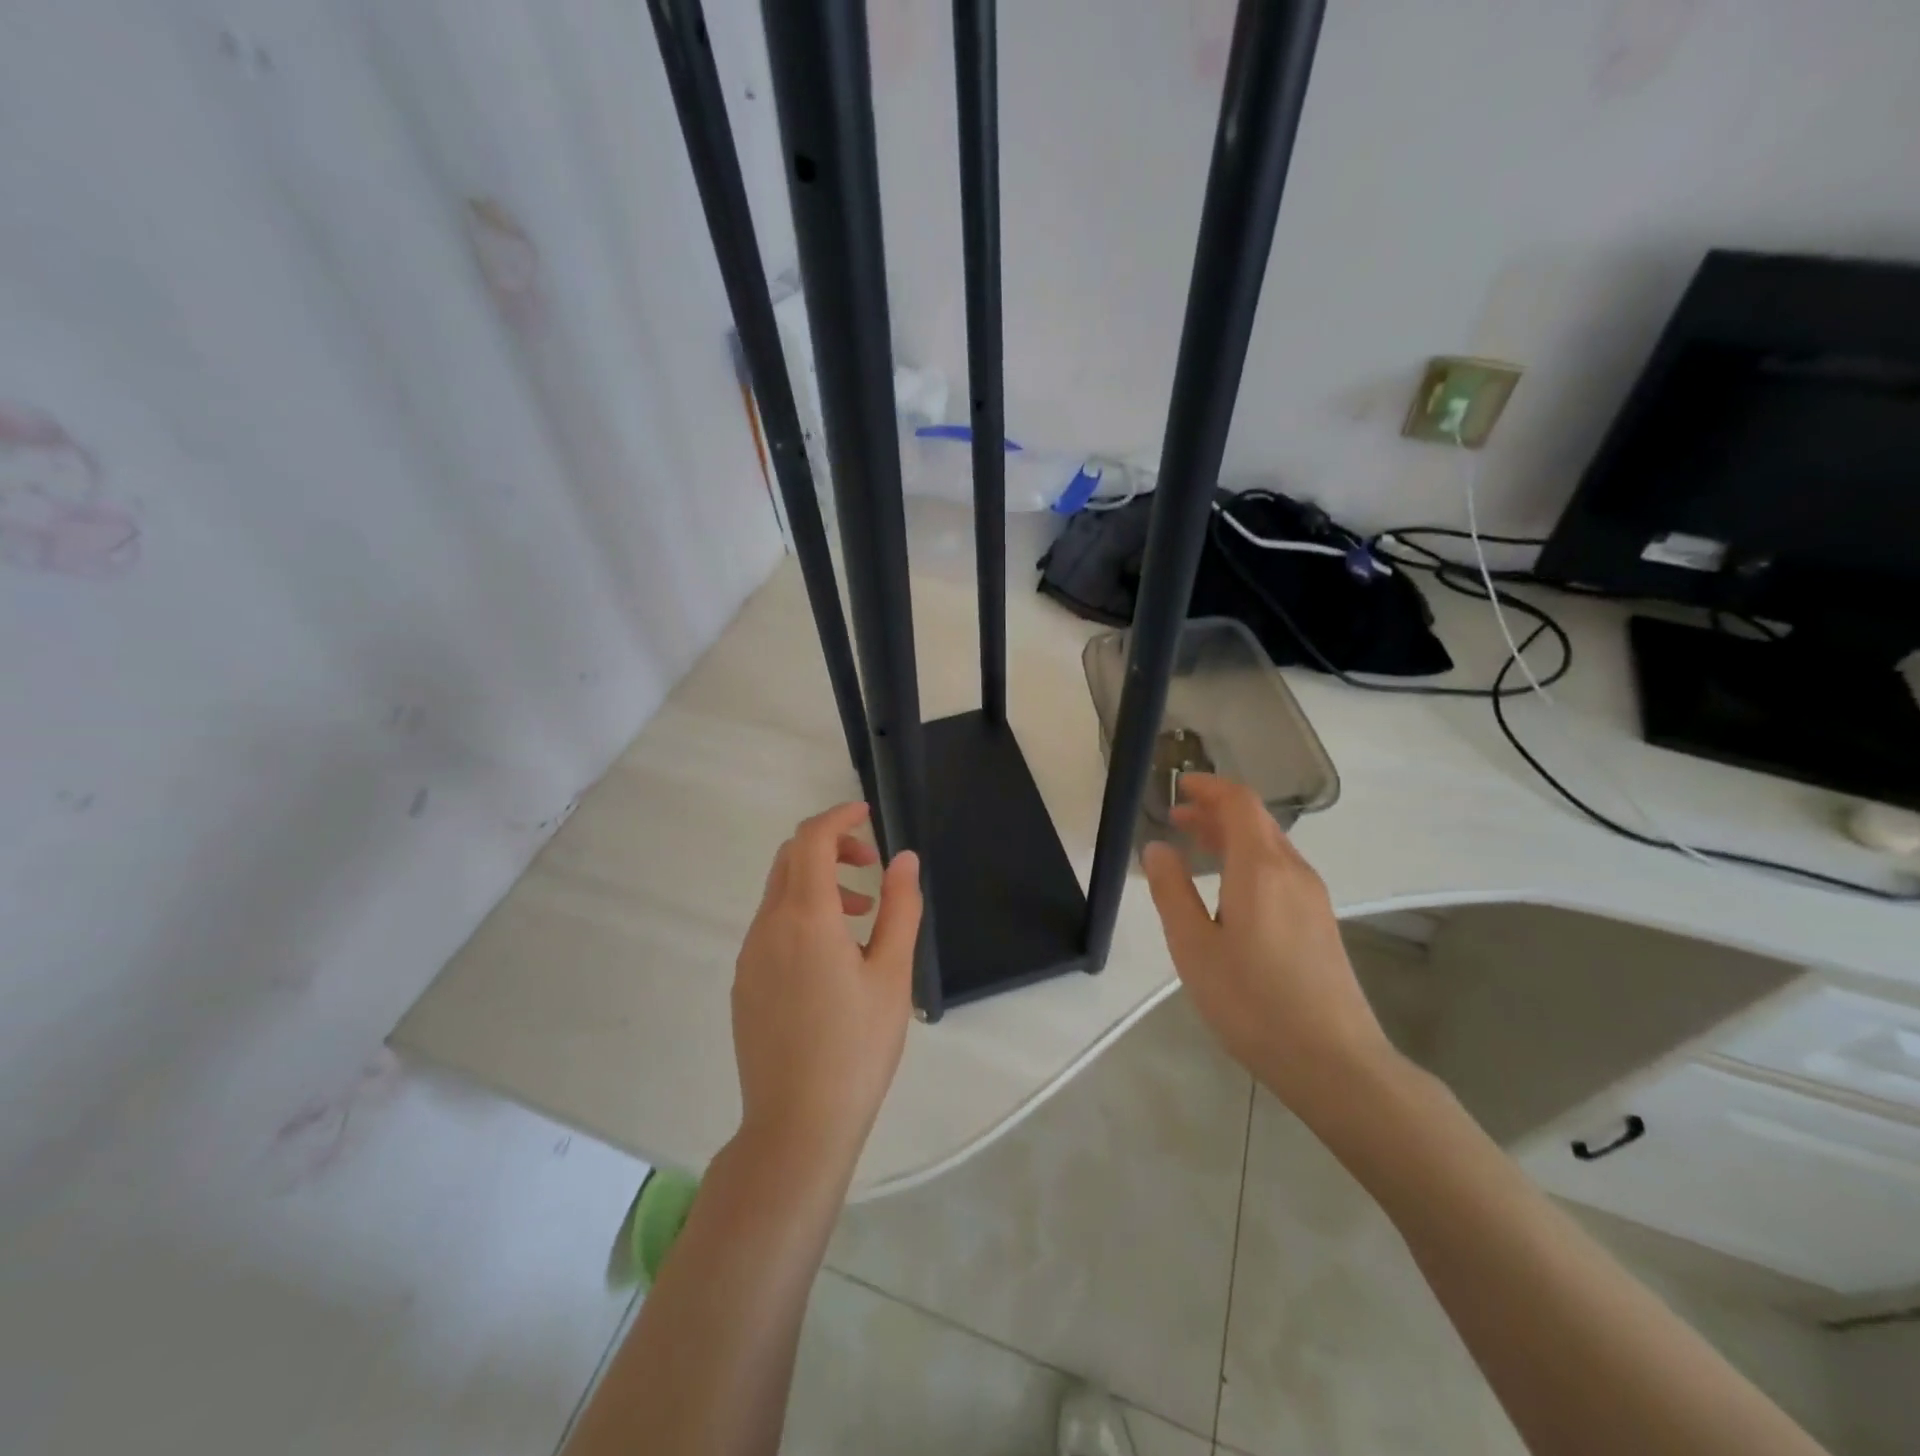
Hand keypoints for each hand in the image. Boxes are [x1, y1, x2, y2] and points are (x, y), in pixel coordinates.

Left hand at [731, 802, 923, 1181]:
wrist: (797, 1125)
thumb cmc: (856, 1047)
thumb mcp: (893, 975)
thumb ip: (900, 908)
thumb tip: (904, 859)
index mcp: (806, 917)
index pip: (813, 840)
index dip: (839, 817)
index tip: (868, 814)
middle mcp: (768, 926)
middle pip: (790, 858)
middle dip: (830, 846)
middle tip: (871, 866)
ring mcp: (749, 955)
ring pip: (779, 892)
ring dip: (817, 882)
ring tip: (860, 913)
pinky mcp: (744, 982)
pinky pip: (770, 925)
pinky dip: (801, 913)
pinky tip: (830, 954)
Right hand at [1141, 774, 1392, 1110]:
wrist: (1334, 1061)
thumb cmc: (1253, 1002)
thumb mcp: (1194, 948)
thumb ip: (1172, 892)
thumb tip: (1158, 848)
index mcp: (1260, 868)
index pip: (1239, 803)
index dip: (1209, 787)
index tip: (1179, 786)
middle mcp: (1293, 871)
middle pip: (1256, 821)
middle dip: (1216, 811)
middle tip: (1177, 818)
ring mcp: (1313, 897)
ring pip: (1270, 847)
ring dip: (1232, 837)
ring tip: (1196, 849)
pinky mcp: (1321, 922)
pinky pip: (1281, 872)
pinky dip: (1249, 861)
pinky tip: (1229, 890)